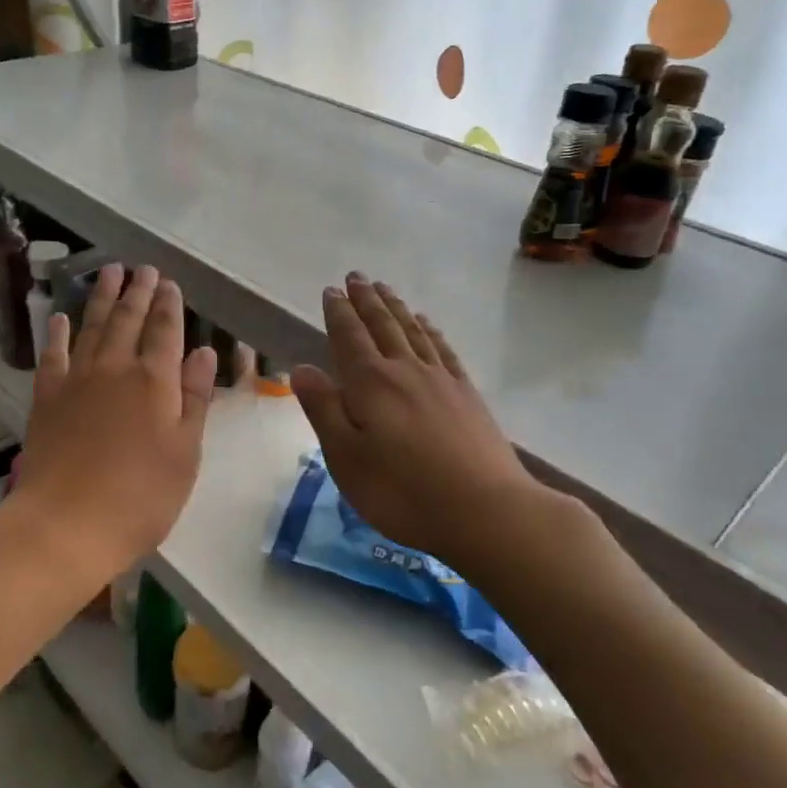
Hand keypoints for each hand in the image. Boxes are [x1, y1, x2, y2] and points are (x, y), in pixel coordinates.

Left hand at [14, 264, 216, 584]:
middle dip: (138, 292)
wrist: (65, 525)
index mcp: (155, 382)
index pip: (165, 332)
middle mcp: (115, 369)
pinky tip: (60, 317)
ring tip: (109, 272)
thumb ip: (194, 399)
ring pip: (92, 327)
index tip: (170, 284)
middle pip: (128, 320)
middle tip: (143, 269)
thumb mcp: (185, 453)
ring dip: (102, 298)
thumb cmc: (140, 497)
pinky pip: (53, 355)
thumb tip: (203, 352)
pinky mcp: (46, 398)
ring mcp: (76, 381)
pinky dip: (58, 333)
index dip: (169, 306)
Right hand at [293, 274, 559, 564]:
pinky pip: (444, 350)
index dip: (338, 312)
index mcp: (370, 384)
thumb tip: (301, 368)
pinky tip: (427, 324)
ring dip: (396, 308)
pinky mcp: (466, 395)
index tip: (331, 290)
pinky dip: (431, 331)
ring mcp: (440, 380)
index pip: (349, 337)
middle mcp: (405, 370)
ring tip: (385, 289)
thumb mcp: (346, 457)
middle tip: (356, 277)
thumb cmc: (401, 491)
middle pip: (383, 325)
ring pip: (414, 331)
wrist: (484, 510)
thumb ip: (323, 409)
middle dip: (366, 300)